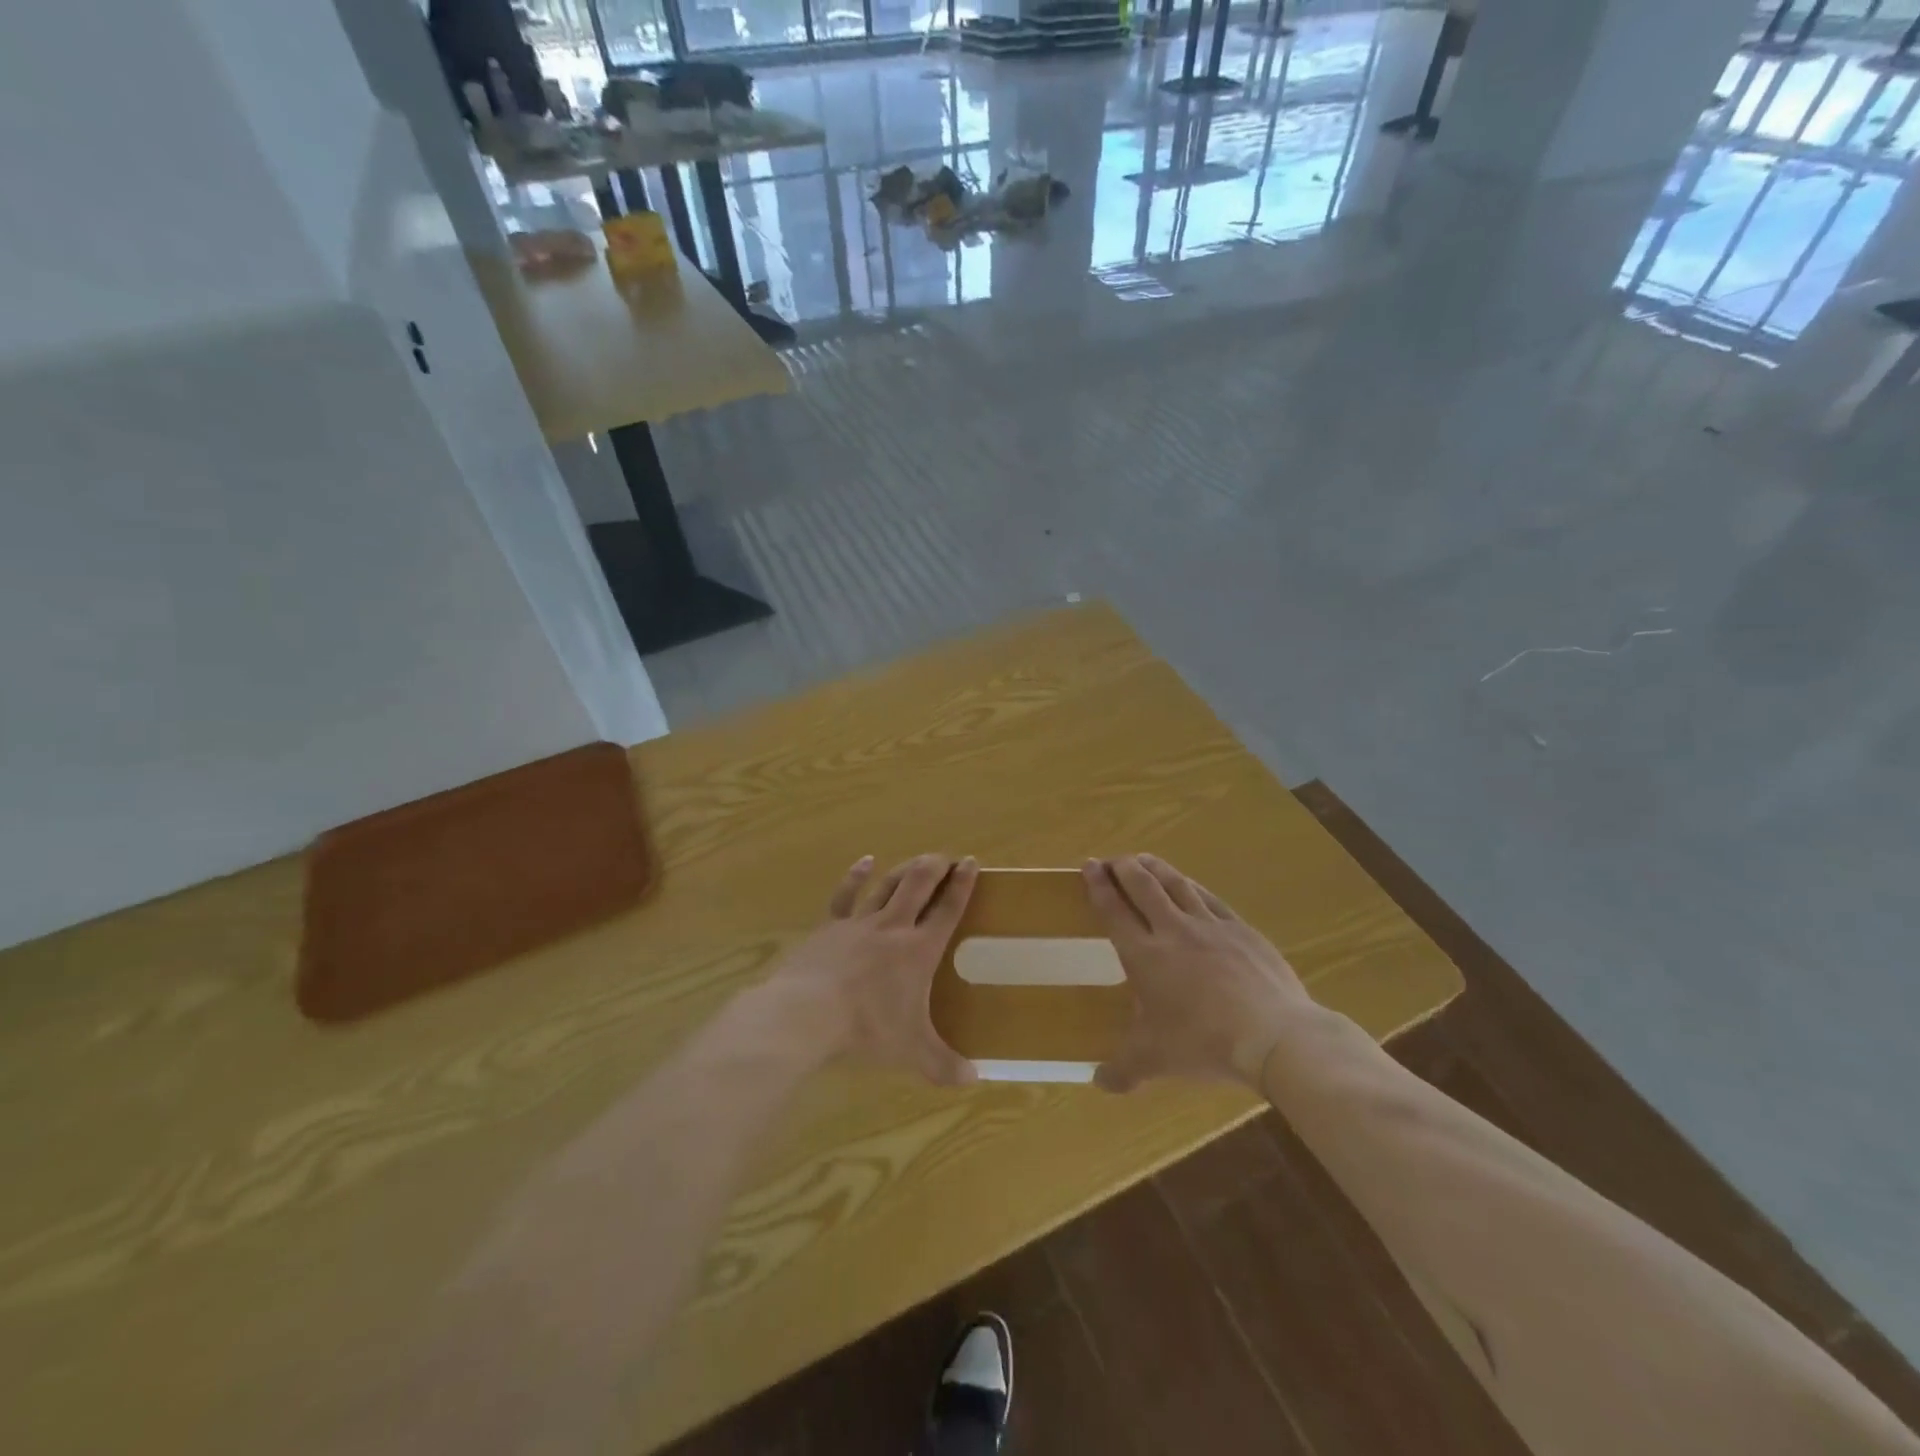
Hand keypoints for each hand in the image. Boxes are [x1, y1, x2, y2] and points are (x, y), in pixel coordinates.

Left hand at [763, 853, 979, 1086]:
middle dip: (935, 866)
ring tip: (917, 860)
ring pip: (887, 885)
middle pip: (918, 884)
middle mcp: (893, 927)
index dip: (962, 885)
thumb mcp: (911, 1052)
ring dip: (904, 869)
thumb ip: (944, 1064)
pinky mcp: (830, 926)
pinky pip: (846, 894)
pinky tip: (865, 862)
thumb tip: (974, 1080)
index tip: (971, 863)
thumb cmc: (866, 1029)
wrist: (807, 1014)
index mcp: (919, 950)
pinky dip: (857, 875)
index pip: (948, 909)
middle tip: (947, 857)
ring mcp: (859, 922)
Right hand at [1083, 854, 1313, 1090]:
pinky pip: (1210, 898)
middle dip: (1123, 868)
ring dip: (1155, 868)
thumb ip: (1124, 1070)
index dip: (1098, 886)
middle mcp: (1172, 931)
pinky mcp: (1241, 930)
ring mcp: (1210, 926)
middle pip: (1143, 886)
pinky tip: (1189, 884)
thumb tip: (1099, 1083)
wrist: (1273, 1036)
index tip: (1088, 866)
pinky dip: (1192, 886)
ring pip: (1176, 884)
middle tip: (1112, 860)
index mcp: (1144, 956)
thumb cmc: (1204, 1044)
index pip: (1114, 911)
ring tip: (1142, 859)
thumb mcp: (1156, 1061)